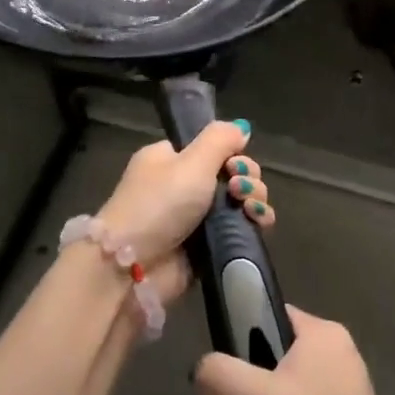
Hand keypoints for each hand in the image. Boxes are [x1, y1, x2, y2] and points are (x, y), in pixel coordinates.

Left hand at [95, 121, 274, 302]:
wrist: (133, 266)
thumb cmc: (159, 203)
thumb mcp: (191, 161)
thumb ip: (220, 139)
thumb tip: (241, 128)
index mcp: (170, 160)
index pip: (212, 149)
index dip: (232, 153)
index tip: (235, 164)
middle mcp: (182, 186)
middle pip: (230, 174)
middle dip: (247, 177)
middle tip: (239, 189)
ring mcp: (195, 219)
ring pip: (239, 202)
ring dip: (254, 199)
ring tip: (250, 207)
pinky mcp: (206, 247)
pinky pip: (238, 229)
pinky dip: (253, 224)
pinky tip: (260, 222)